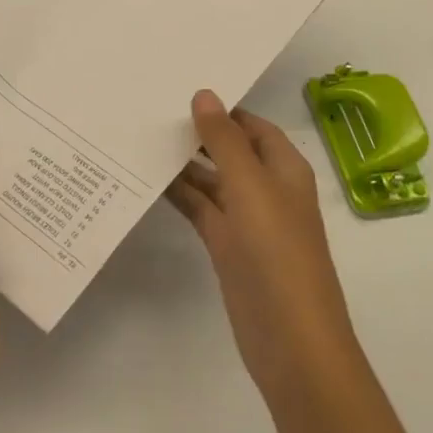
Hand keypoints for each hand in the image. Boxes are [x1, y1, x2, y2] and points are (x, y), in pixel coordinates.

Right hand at [167, 90, 360, 402]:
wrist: (291, 341)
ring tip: (140, 139)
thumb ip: (224, 141)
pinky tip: (147, 180)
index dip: (222, 109)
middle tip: (150, 110)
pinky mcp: (227, 247)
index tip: (180, 90)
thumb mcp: (251, 187)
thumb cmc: (277, 253)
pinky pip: (201, 209)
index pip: (252, 125)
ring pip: (212, 180)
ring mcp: (246, 220)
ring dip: (184, 164)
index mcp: (284, 169)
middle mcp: (266, 189)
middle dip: (197, 134)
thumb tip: (204, 95)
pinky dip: (180, 195)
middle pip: (230, 150)